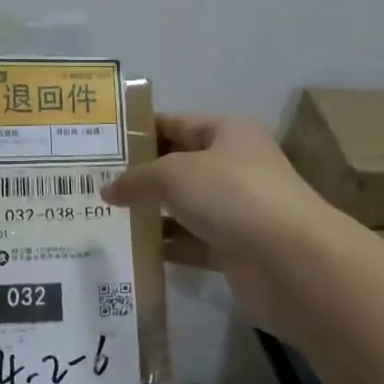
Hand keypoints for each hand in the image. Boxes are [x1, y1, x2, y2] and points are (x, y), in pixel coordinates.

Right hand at [102, 113, 338, 333]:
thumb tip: (107, 189)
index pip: (176, 123)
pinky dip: (166, 246)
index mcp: (228, 133)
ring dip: (150, 213)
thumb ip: (137, 179)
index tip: (101, 143)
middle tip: (93, 183)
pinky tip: (132, 250)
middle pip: (179, 166)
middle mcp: (235, 166)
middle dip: (140, 175)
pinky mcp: (235, 249)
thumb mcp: (175, 174)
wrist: (291, 260)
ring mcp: (237, 210)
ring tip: (103, 217)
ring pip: (184, 207)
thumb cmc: (232, 195)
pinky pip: (192, 243)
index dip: (140, 131)